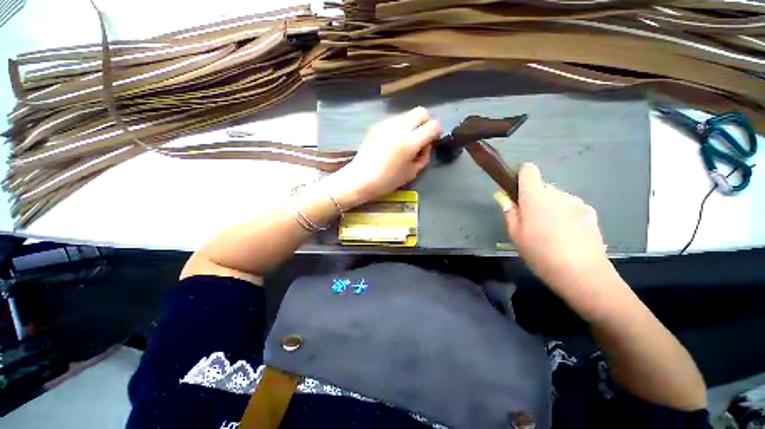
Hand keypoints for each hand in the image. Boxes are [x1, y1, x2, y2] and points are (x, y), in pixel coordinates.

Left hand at [325, 107, 440, 207]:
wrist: (361, 178)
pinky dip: (399, 127)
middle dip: (425, 123)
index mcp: (410, 141)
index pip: (433, 125)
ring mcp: (386, 124)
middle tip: (420, 138)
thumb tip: (427, 144)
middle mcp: (400, 127)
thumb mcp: (412, 172)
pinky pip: (394, 120)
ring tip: (404, 141)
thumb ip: (424, 156)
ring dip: (411, 124)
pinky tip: (392, 142)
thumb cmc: (388, 180)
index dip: (436, 132)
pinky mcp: (377, 125)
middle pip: (422, 111)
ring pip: (407, 114)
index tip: (432, 141)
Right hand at [497, 163, 615, 306]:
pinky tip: (567, 236)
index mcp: (535, 197)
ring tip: (551, 232)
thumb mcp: (515, 235)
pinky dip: (566, 215)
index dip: (521, 176)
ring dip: (551, 208)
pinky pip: (571, 208)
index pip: (529, 171)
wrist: (582, 274)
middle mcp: (558, 194)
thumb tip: (505, 199)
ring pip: (557, 199)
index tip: (517, 191)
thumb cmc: (540, 253)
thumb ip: (510, 213)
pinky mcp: (591, 213)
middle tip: (531, 222)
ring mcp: (577, 202)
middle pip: (542, 188)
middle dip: (534, 199)